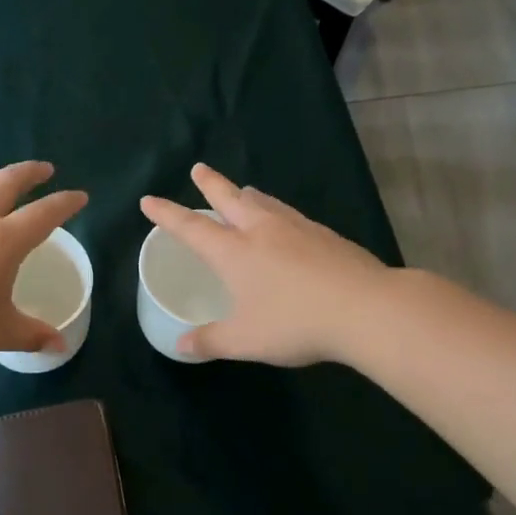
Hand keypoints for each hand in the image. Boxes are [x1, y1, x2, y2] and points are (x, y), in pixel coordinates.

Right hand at [139, 163, 388, 366]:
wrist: (366, 308)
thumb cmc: (295, 323)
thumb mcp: (244, 340)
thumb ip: (210, 341)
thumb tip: (181, 345)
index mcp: (234, 252)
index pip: (191, 227)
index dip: (167, 214)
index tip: (149, 200)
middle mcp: (262, 231)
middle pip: (230, 198)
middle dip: (209, 184)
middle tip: (198, 169)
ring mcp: (297, 229)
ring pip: (264, 202)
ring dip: (246, 194)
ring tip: (242, 189)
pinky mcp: (325, 235)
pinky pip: (290, 214)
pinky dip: (276, 210)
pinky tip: (285, 221)